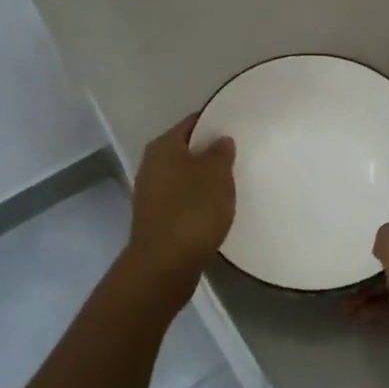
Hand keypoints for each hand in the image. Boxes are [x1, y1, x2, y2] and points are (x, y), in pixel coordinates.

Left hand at [125, 115, 235, 281]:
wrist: (165, 264)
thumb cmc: (193, 211)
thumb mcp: (216, 175)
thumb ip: (221, 153)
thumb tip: (220, 141)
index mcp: (163, 146)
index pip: (192, 123)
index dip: (214, 123)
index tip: (236, 128)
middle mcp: (151, 165)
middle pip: (185, 150)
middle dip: (208, 152)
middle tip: (238, 156)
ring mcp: (150, 193)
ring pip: (183, 176)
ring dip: (203, 178)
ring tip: (230, 183)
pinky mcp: (156, 218)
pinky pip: (181, 199)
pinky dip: (196, 200)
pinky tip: (215, 208)